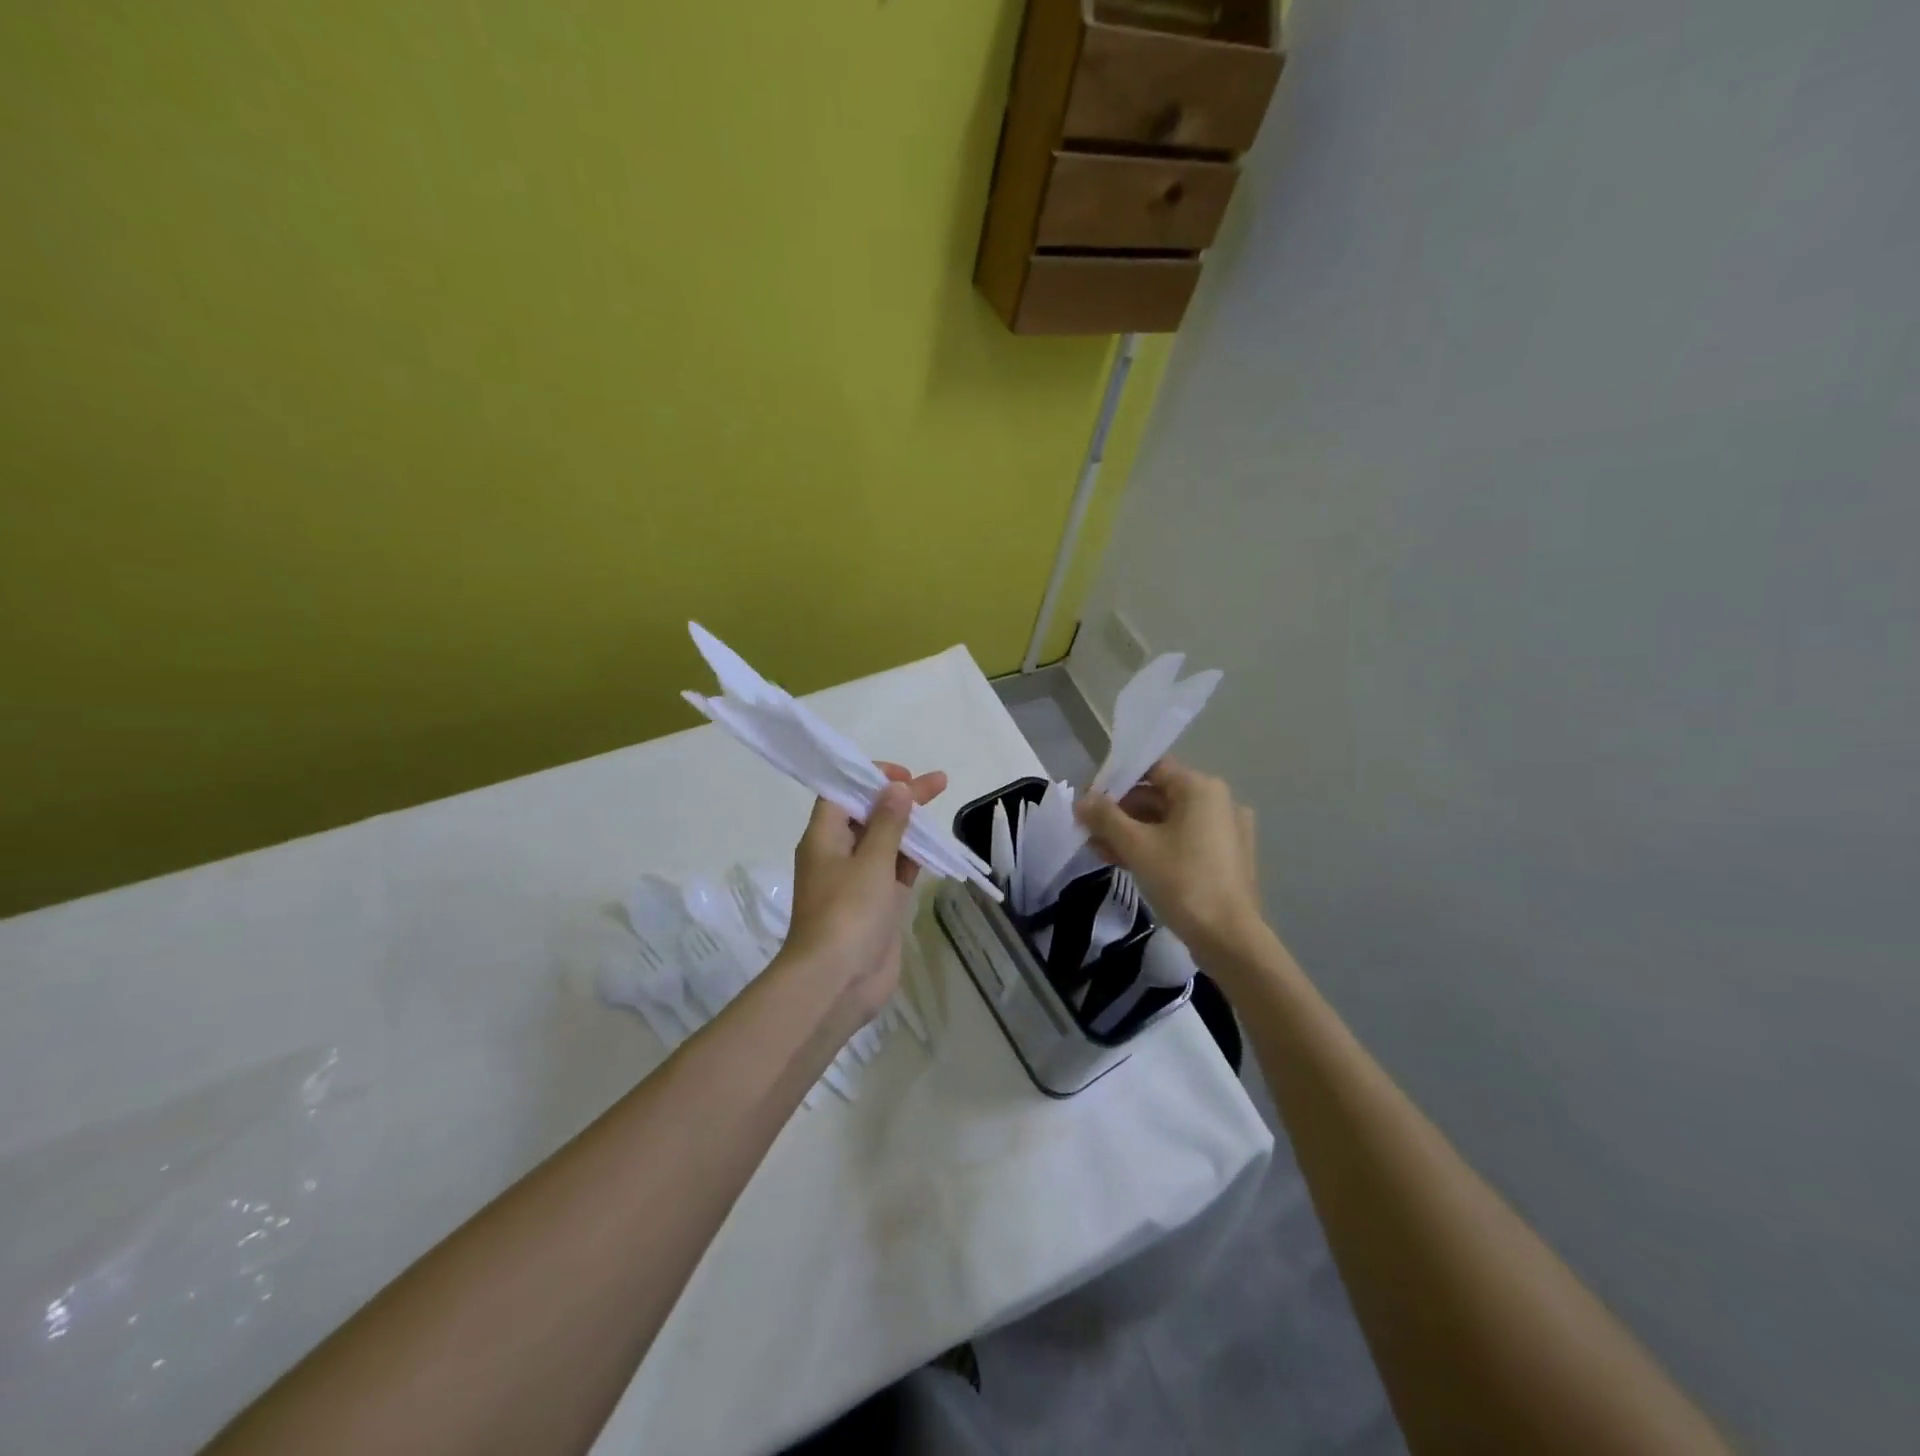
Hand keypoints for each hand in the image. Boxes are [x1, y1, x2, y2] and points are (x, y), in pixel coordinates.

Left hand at [778, 762, 946, 1017]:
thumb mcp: (871, 861)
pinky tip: (933, 847)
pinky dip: (911, 858)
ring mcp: (857, 882)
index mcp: (823, 838)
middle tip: (936, 783)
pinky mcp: (875, 905)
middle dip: (899, 799)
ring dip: (908, 828)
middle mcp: (837, 855)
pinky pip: (894, 872)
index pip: (842, 794)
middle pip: (868, 816)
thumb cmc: (848, 913)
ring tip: (939, 809)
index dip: (869, 779)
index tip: (902, 775)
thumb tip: (897, 788)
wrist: (837, 982)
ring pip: (884, 844)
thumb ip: (888, 823)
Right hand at [1075, 758, 1264, 957]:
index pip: (1151, 769)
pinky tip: (1126, 862)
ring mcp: (1225, 830)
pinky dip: (1155, 846)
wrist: (1229, 938)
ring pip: (1169, 821)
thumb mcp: (1136, 846)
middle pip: (1158, 795)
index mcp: (1200, 789)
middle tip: (1089, 831)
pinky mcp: (1226, 857)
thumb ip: (1105, 817)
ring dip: (1133, 832)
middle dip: (1120, 813)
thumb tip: (1082, 800)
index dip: (1116, 781)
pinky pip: (1183, 840)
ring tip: (1101, 851)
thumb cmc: (1183, 882)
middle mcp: (1218, 802)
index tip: (1090, 802)